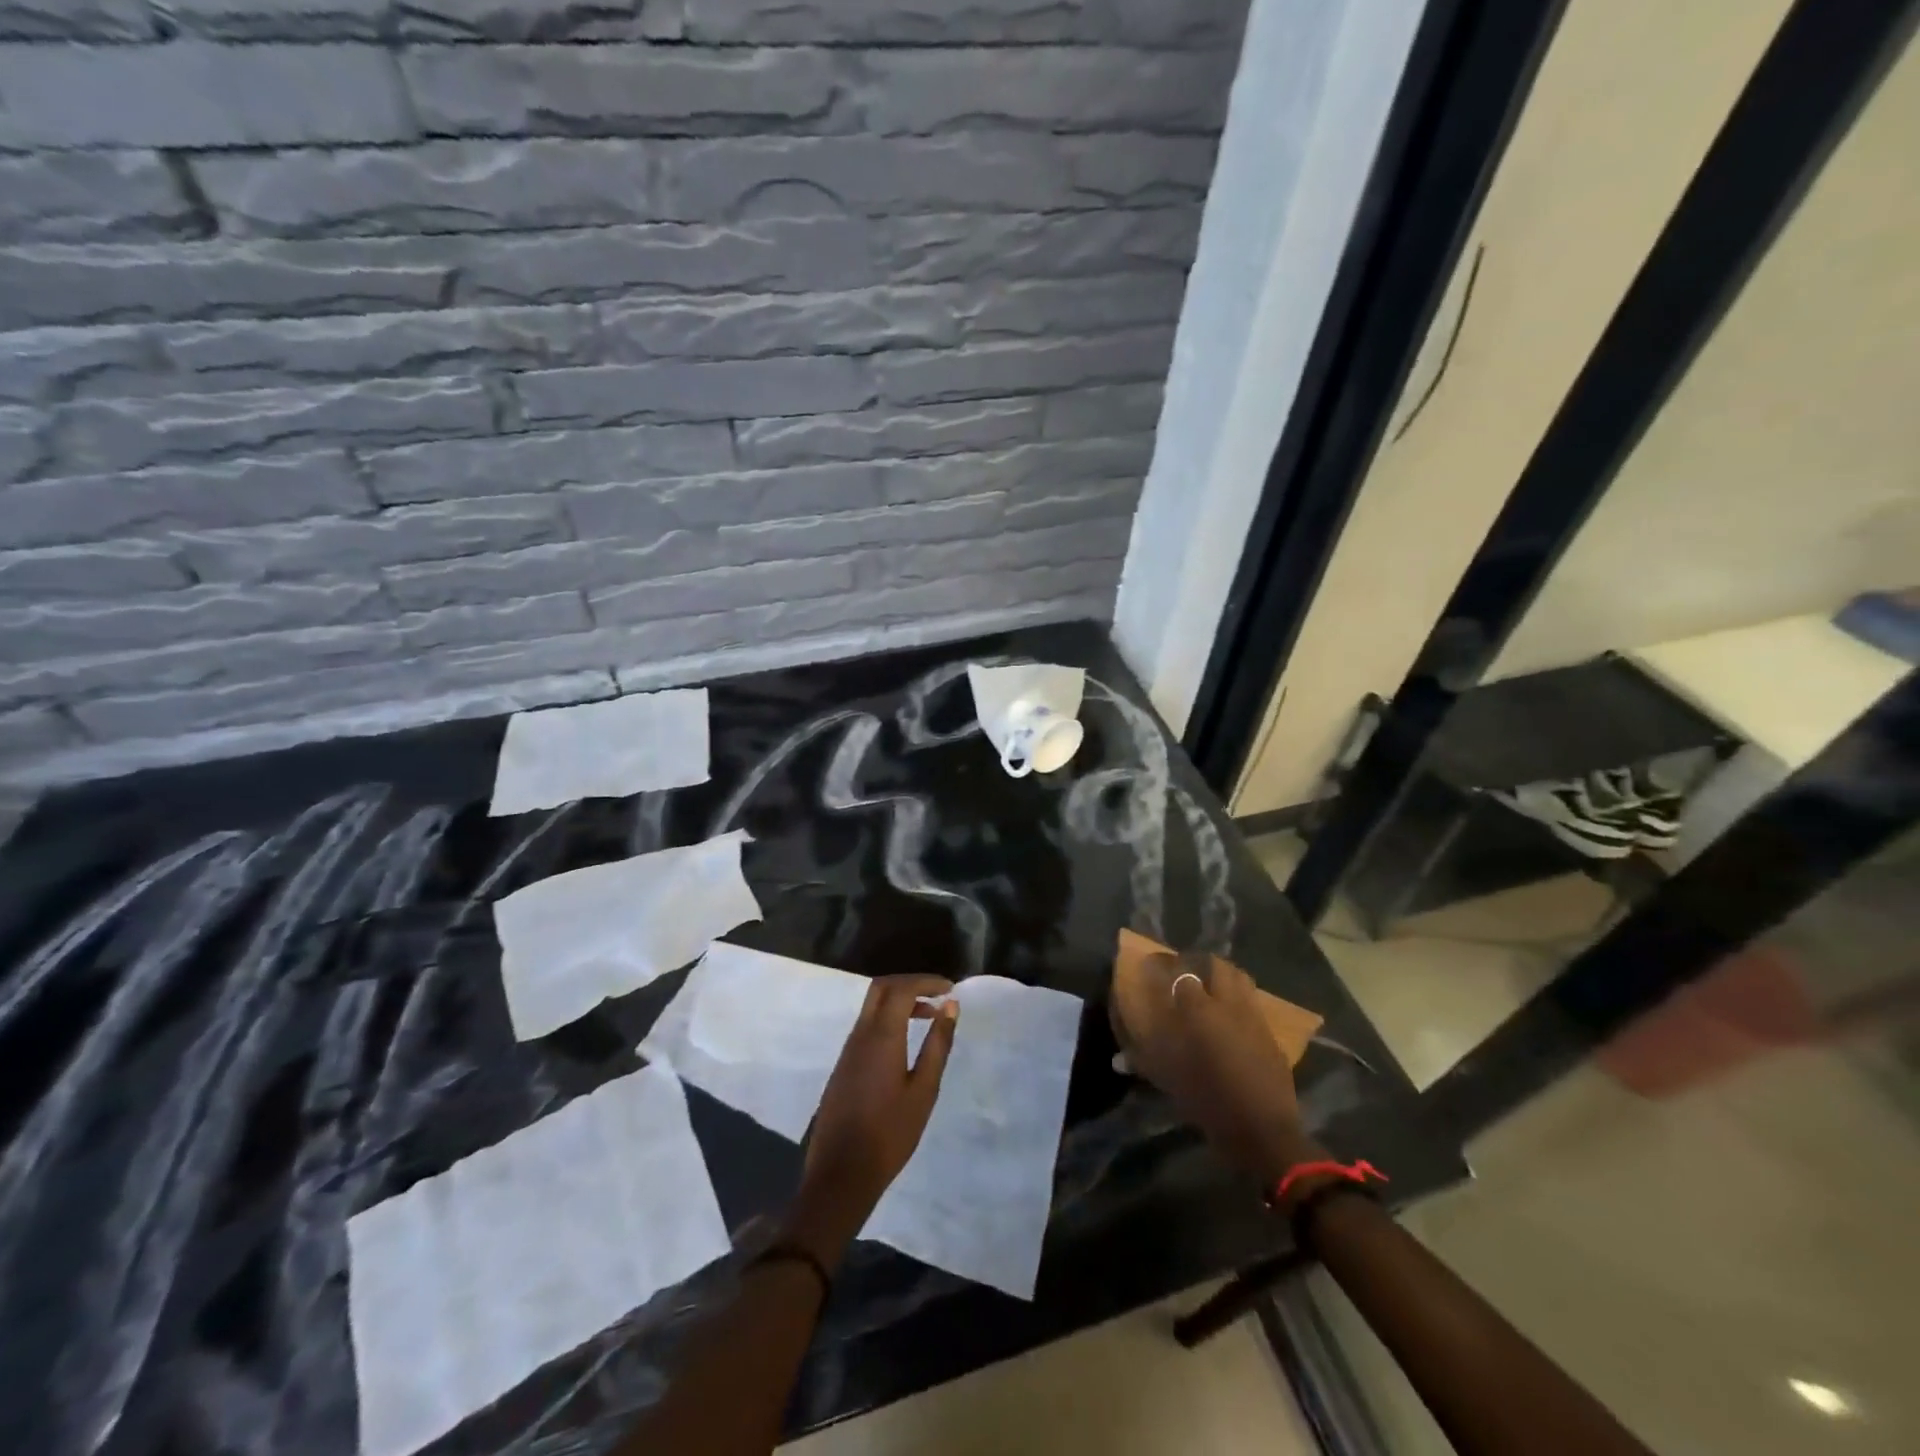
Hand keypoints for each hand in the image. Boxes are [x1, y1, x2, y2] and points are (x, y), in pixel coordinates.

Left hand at [784, 974, 958, 1264]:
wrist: (842, 1173)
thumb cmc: (890, 1133)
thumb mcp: (924, 1090)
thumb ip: (938, 1044)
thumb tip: (950, 1007)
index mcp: (881, 1036)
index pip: (901, 988)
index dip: (926, 981)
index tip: (950, 988)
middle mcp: (860, 1034)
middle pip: (881, 989)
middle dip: (910, 984)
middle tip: (937, 996)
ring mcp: (848, 1049)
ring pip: (872, 1007)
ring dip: (899, 1002)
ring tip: (929, 1017)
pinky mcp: (843, 1065)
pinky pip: (866, 1026)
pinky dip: (888, 1019)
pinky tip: (905, 1042)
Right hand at [1110, 950, 1316, 1182]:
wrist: (1262, 1129)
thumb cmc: (1207, 1100)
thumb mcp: (1168, 1081)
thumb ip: (1141, 1062)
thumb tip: (1117, 1060)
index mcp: (1198, 1009)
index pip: (1179, 971)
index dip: (1163, 965)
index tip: (1151, 966)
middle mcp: (1227, 1004)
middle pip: (1215, 965)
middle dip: (1198, 962)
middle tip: (1184, 971)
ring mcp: (1253, 1016)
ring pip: (1240, 978)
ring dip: (1223, 976)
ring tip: (1210, 986)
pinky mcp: (1270, 1034)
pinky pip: (1253, 1004)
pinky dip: (1240, 1000)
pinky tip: (1232, 1017)